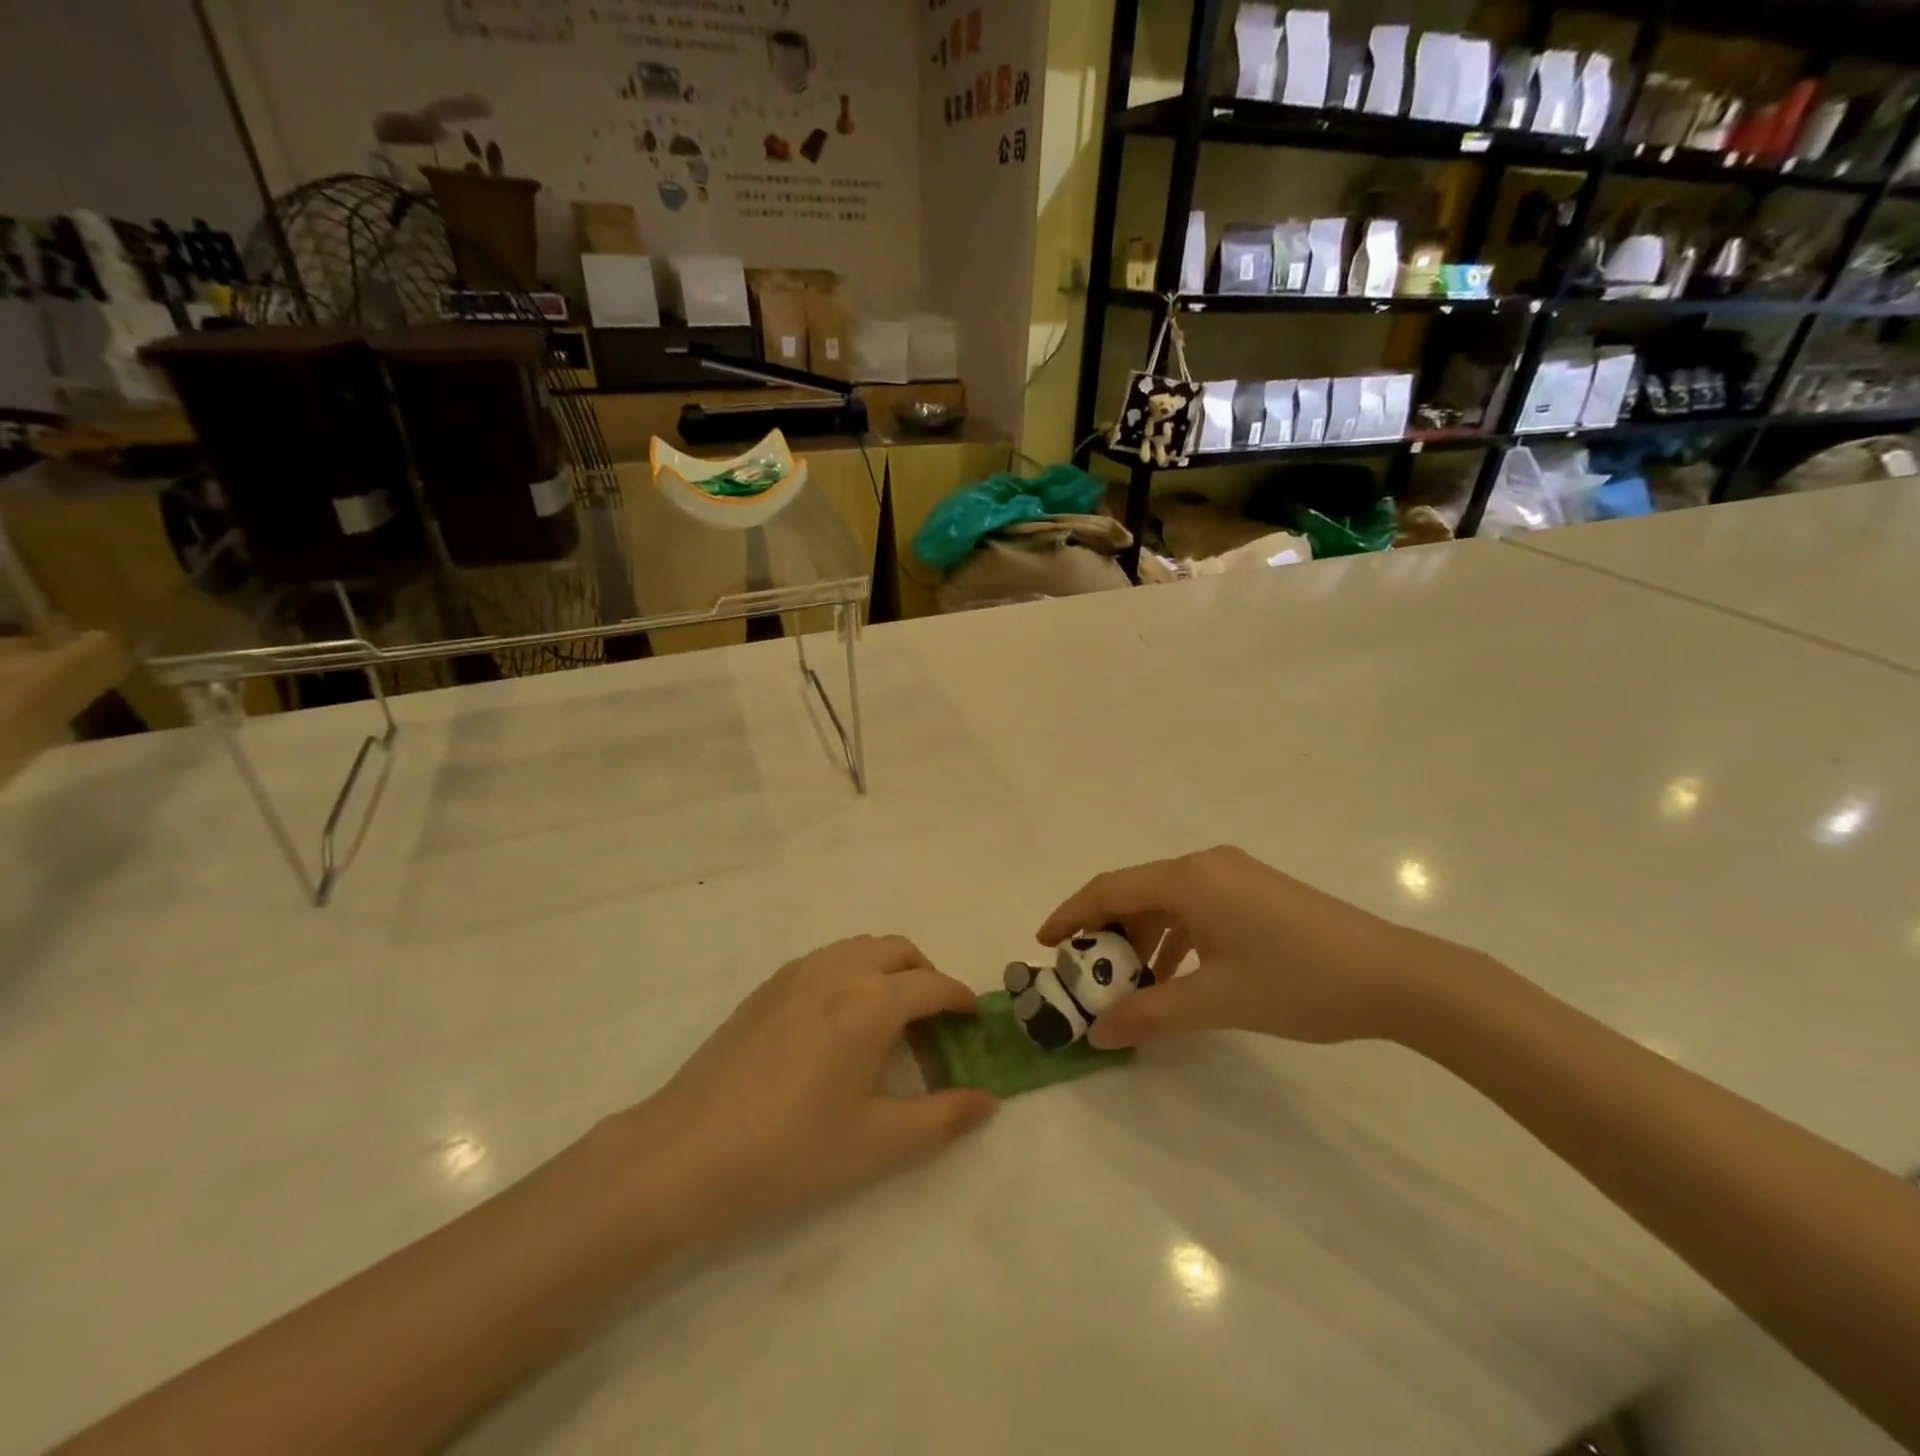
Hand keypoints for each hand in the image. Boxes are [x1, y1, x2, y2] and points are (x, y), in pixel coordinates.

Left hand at [624, 936, 997, 1244]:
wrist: (685, 1153)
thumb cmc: (791, 1150)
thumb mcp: (878, 1143)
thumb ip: (942, 1118)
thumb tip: (988, 1100)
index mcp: (871, 1002)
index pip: (933, 986)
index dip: (961, 998)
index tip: (976, 1017)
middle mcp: (838, 971)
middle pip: (899, 951)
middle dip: (927, 975)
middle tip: (935, 1019)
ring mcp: (797, 973)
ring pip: (861, 947)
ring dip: (889, 968)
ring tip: (891, 1015)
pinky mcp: (767, 986)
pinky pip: (828, 959)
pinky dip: (853, 970)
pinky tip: (841, 1020)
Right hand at [1036, 846, 1486, 1049]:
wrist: (1397, 977)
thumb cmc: (1298, 982)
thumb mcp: (1216, 1002)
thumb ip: (1150, 1014)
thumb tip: (1097, 1034)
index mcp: (1190, 879)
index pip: (1110, 889)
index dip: (1071, 915)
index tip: (1044, 945)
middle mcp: (1206, 865)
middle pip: (1136, 892)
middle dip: (1106, 933)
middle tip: (1087, 974)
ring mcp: (1235, 875)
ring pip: (1167, 901)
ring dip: (1143, 939)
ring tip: (1131, 984)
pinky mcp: (1257, 891)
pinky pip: (1197, 907)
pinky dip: (1176, 938)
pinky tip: (1179, 976)